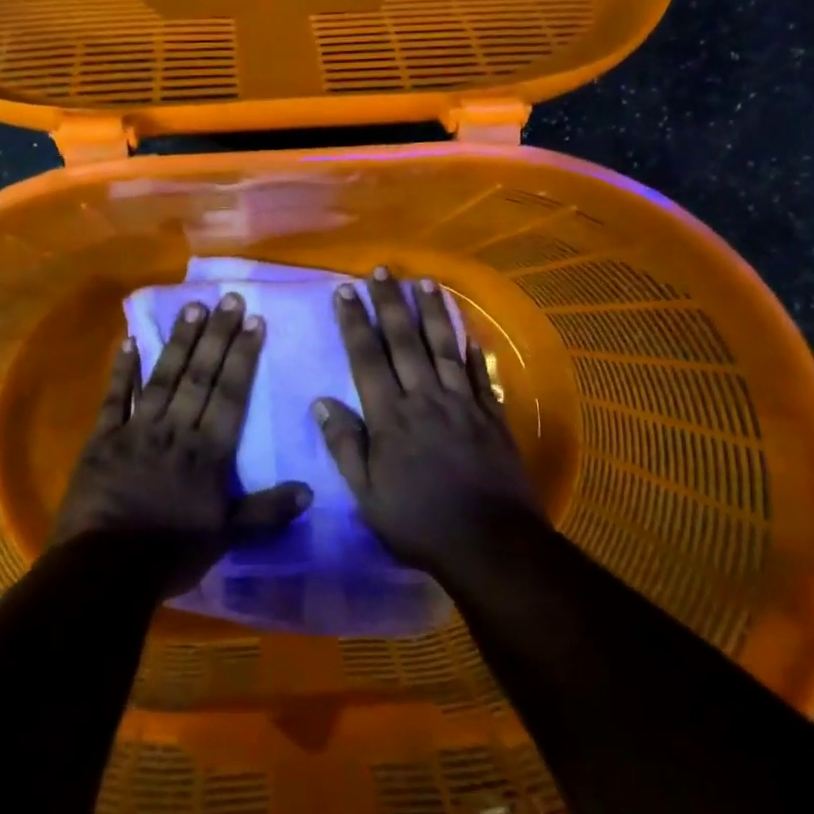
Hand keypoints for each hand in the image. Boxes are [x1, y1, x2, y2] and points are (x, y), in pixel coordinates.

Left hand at [55, 291, 311, 592]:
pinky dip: (121, 370)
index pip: (231, 394)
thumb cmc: (170, 552)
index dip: (243, 356)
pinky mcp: (103, 438)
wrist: (105, 567)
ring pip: (163, 377)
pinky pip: (113, 397)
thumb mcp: (226, 536)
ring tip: (193, 307)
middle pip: (200, 375)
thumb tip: (310, 491)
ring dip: (179, 341)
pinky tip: (129, 341)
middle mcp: (176, 429)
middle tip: (228, 298)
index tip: (254, 321)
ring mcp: (136, 429)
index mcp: (208, 451)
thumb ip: (266, 512)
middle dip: (217, 336)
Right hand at [314, 267, 539, 571]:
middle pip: (405, 341)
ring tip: (425, 281)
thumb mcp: (367, 494)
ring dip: (433, 312)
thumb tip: (322, 401)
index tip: (344, 290)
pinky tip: (469, 330)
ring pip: (445, 347)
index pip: (367, 358)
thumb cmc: (419, 522)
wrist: (490, 543)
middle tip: (382, 270)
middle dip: (390, 303)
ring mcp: (463, 404)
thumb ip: (346, 445)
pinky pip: (480, 374)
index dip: (354, 322)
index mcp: (391, 417)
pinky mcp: (492, 416)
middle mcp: (426, 399)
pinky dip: (474, 349)